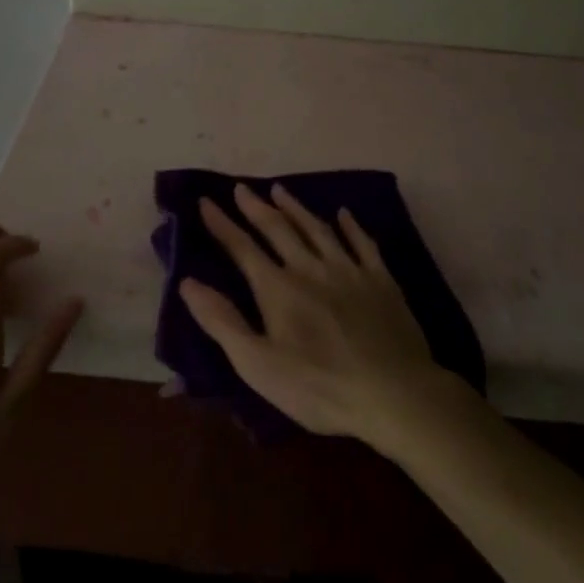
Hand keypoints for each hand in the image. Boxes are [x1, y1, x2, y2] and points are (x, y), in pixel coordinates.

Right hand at [177, 184, 448, 445]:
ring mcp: (349, 270)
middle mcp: (311, 268)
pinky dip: (351, 226)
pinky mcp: (381, 281)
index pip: (242, 248)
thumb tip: (188, 282)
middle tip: (241, 188)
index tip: (206, 202)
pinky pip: (363, 243)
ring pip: (317, 228)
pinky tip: (344, 214)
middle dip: (256, 207)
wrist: (395, 394)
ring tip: (280, 190)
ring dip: (296, 208)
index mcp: (278, 288)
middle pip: (278, 229)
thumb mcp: (258, 364)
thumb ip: (222, 321)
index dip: (222, 225)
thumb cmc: (319, 387)